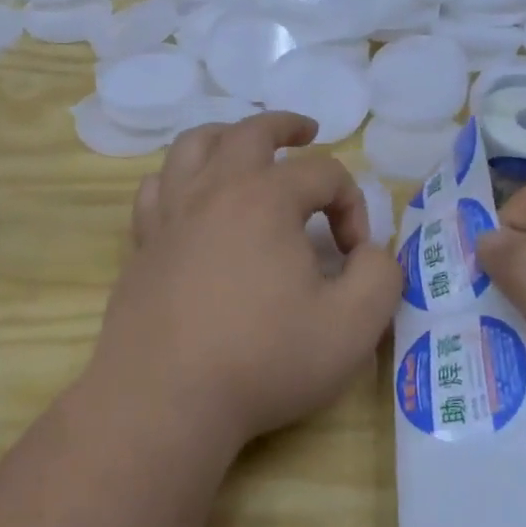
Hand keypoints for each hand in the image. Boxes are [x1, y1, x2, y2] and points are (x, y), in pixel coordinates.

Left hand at [89, 112, 402, 456]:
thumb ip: (381, 276)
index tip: (357, 256)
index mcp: (266, 198)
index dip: (352, 206)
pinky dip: (178, 178)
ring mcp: (171, 213)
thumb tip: (372, 252)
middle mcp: (214, 190)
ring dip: (226, 135)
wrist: (166, 399)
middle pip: (251, 132)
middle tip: (308, 133)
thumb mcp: (352, 327)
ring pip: (193, 146)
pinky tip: (190, 197)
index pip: (324, 174)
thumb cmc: (263, 360)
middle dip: (287, 127)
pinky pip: (157, 188)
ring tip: (244, 146)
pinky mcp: (144, 243)